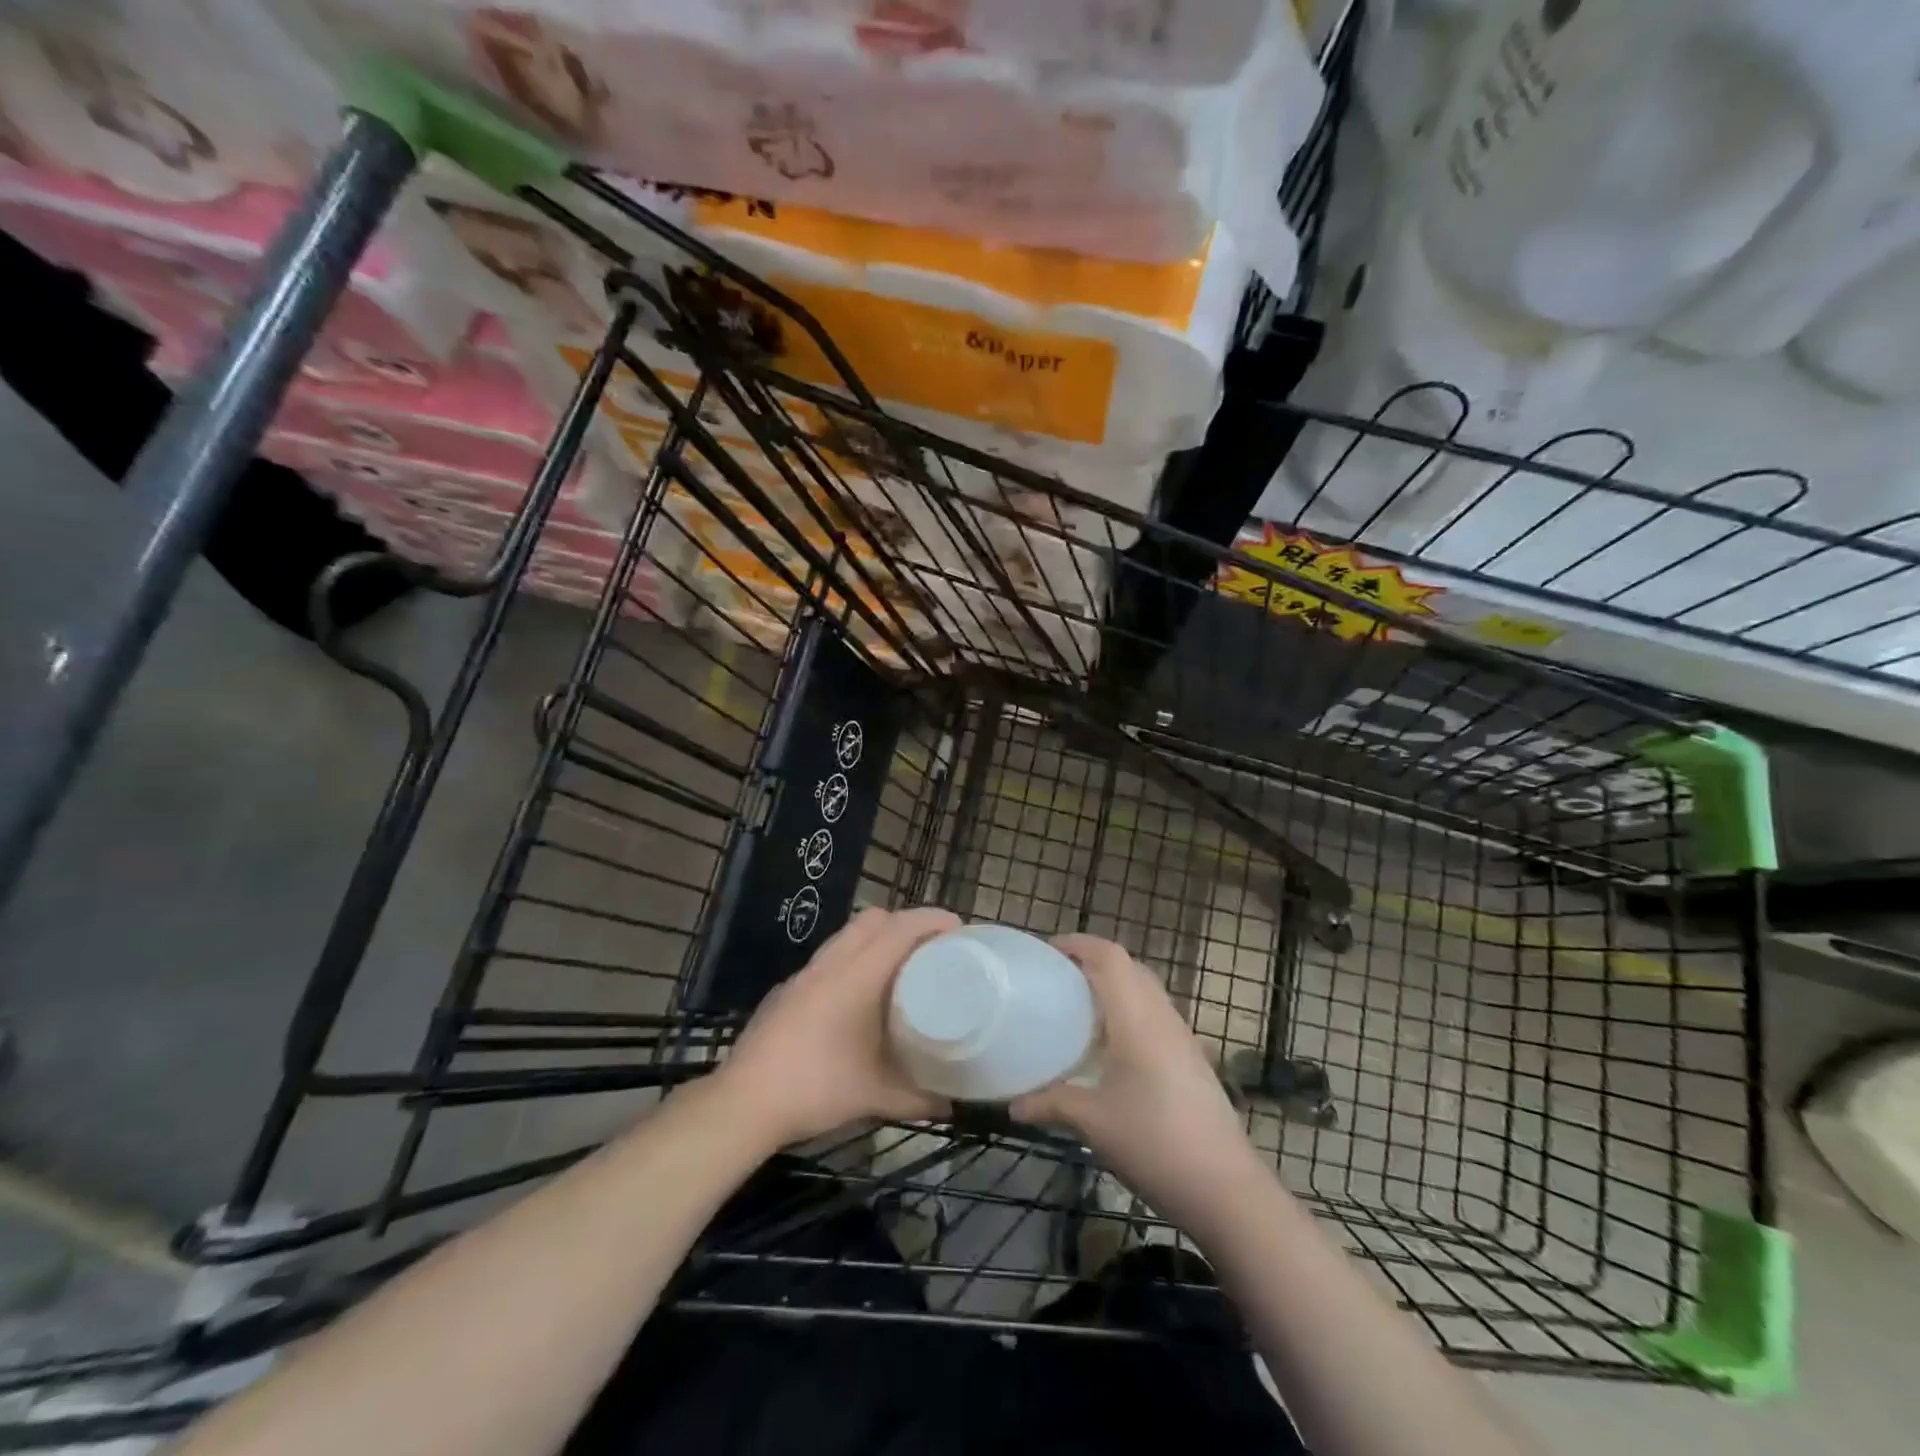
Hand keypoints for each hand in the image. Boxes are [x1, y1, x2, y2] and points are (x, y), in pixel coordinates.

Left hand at [717, 905, 959, 1148]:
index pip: (901, 927)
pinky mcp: (787, 989)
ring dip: (876, 939)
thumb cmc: (816, 1088)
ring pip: (847, 935)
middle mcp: (832, 963)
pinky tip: (856, 996)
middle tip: (930, 948)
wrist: (744, 1101)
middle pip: (874, 918)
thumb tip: (953, 1104)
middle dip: (905, 922)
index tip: (959, 929)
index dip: (932, 920)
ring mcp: (804, 974)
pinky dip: (851, 959)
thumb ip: (919, 1099)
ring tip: (897, 968)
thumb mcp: (875, 1097)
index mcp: (858, 975)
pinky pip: (829, 957)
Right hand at [1014, 935, 1264, 1236]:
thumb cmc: (1154, 1143)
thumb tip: (1014, 1105)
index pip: (1110, 957)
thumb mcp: (1093, 1123)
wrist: (1226, 1189)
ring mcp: (1183, 1039)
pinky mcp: (1192, 1061)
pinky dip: (1131, 1013)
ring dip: (1116, 987)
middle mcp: (1162, 1018)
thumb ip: (1051, 1104)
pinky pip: (1157, 1017)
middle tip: (1060, 979)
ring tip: (1081, 1009)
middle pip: (1131, 968)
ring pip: (1147, 992)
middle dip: (1095, 963)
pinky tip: (1113, 1048)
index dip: (1079, 944)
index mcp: (1137, 1018)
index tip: (1048, 950)